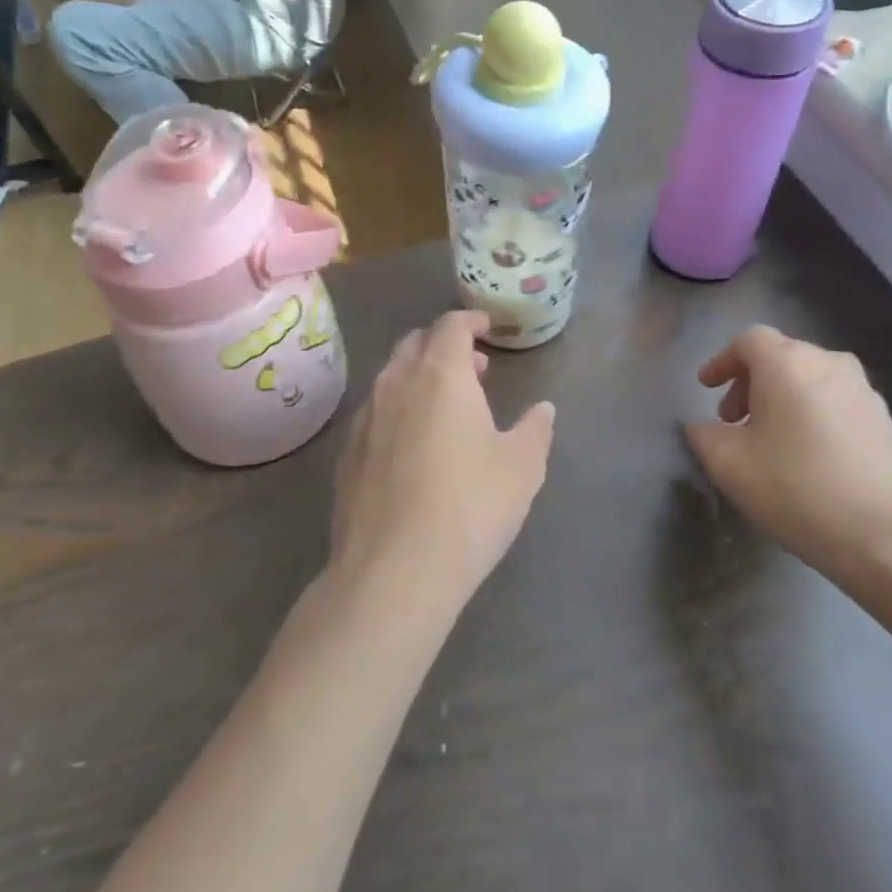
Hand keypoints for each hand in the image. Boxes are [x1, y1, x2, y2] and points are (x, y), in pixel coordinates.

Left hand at [331, 311, 555, 614]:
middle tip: (473, 370)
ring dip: (419, 377)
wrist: (394, 571)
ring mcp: (365, 417)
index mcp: (440, 374)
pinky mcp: (347, 453)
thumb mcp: (522, 468)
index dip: (471, 320)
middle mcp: (396, 383)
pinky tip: (412, 445)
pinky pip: (375, 412)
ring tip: (446, 406)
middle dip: (444, 346)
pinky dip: (398, 409)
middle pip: (415, 344)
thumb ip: (535, 429)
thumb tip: (543, 409)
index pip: (451, 325)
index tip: (487, 328)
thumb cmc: (470, 507)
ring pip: (391, 377)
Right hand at [685, 327, 891, 587]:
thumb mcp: (729, 465)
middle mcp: (829, 364)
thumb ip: (704, 436)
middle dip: (750, 383)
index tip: (706, 388)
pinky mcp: (887, 422)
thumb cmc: (799, 489)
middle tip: (733, 421)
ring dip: (782, 400)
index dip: (722, 361)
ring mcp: (864, 392)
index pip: (748, 340)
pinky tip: (807, 458)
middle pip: (781, 356)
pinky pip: (836, 403)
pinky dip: (812, 415)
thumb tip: (702, 427)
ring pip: (811, 379)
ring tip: (769, 441)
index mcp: (787, 363)